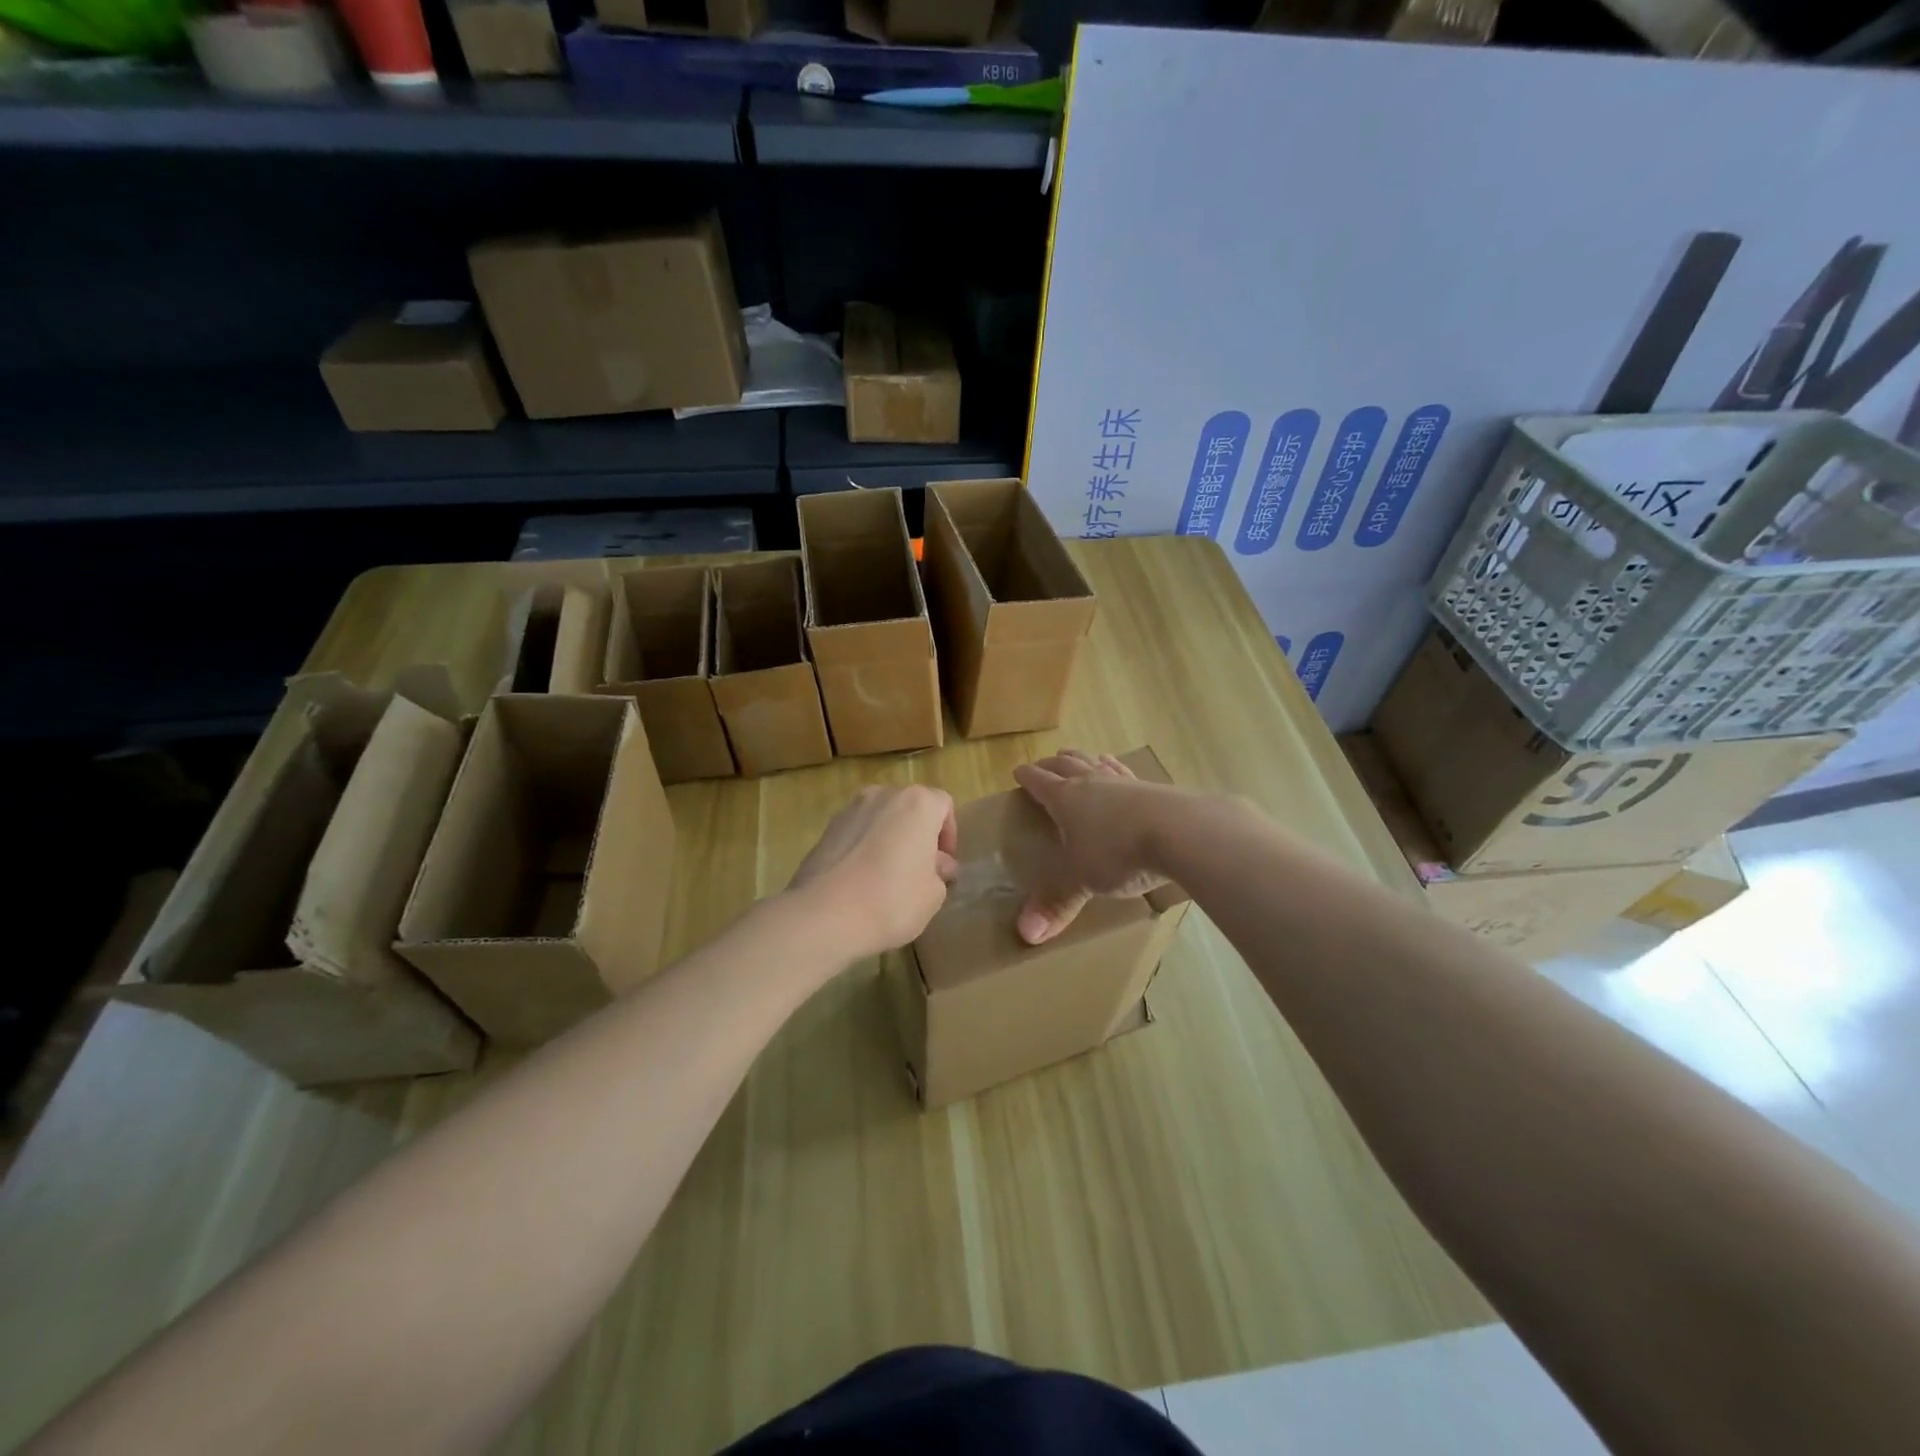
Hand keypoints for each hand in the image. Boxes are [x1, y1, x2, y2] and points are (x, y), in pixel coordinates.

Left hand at [788, 784, 957, 960]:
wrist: (823, 915)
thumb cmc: (892, 900)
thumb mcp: (933, 894)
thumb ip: (940, 872)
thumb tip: (936, 864)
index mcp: (917, 803)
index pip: (943, 805)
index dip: (949, 834)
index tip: (943, 865)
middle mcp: (883, 795)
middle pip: (910, 808)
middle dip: (918, 834)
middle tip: (919, 870)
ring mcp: (850, 809)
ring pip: (881, 819)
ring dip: (890, 839)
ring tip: (887, 876)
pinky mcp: (826, 829)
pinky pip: (856, 833)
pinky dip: (863, 848)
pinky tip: (861, 881)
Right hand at [1012, 750, 1173, 944]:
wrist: (1178, 832)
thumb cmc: (1117, 853)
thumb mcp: (1081, 881)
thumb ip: (1056, 905)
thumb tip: (1026, 935)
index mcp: (1066, 799)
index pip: (1039, 782)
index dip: (1027, 777)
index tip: (1018, 772)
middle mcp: (1092, 782)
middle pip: (1067, 765)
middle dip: (1052, 764)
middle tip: (1044, 763)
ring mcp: (1124, 782)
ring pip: (1096, 763)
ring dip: (1083, 759)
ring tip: (1078, 756)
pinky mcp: (1153, 787)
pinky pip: (1127, 773)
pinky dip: (1117, 768)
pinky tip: (1121, 770)